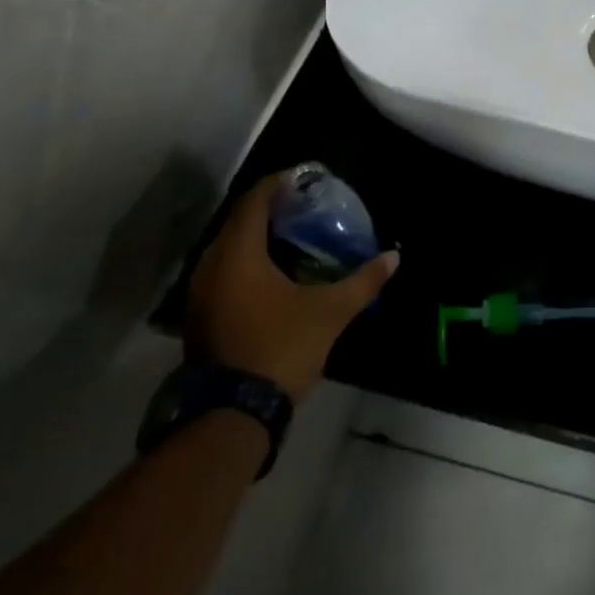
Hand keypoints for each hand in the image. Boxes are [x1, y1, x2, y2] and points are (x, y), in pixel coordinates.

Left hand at [186, 172, 397, 401]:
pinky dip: (247, 261)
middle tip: (304, 206)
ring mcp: (200, 292)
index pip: (255, 199)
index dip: (280, 183)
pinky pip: (224, 271)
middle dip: (271, 208)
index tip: (306, 178)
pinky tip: (273, 272)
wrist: (232, 415)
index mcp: (238, 253)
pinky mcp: (201, 315)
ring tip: (293, 235)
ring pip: (229, 247)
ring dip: (258, 236)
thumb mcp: (330, 312)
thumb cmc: (281, 348)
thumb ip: (363, 281)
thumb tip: (394, 257)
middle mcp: (211, 265)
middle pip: (239, 220)